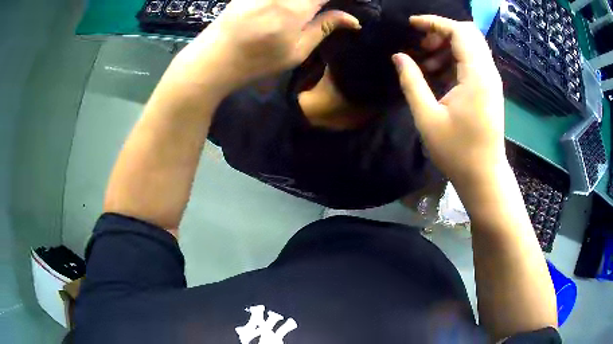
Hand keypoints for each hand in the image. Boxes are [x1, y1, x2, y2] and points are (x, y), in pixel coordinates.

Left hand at [176, 0, 359, 93]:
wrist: (214, 58)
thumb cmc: (257, 60)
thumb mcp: (296, 51)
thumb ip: (325, 28)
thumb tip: (354, 19)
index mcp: (297, 5)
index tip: (356, 2)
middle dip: (325, 0)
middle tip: (325, 10)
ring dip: (311, 1)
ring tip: (314, 9)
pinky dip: (296, 0)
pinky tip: (297, 8)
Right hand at [392, 15, 504, 185]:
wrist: (484, 176)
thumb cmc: (457, 152)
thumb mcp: (427, 117)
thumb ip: (411, 82)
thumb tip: (399, 56)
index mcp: (476, 76)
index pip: (459, 31)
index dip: (434, 22)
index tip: (412, 25)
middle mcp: (489, 73)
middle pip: (468, 33)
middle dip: (442, 32)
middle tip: (422, 47)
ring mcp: (492, 81)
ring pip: (472, 46)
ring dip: (448, 46)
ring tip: (427, 63)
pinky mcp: (490, 89)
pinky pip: (474, 61)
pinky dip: (455, 59)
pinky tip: (440, 74)